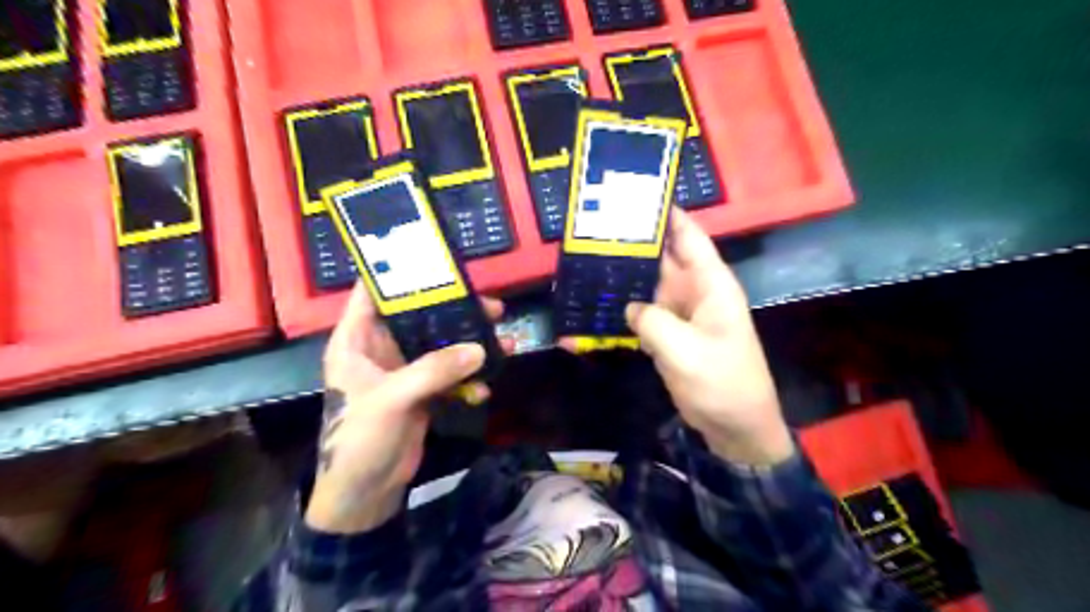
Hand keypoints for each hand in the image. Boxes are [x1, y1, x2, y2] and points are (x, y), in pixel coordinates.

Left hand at [304, 285, 512, 531]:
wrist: (366, 492)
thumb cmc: (361, 439)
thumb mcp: (393, 399)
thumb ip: (435, 370)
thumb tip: (480, 349)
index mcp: (357, 341)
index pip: (372, 293)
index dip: (398, 273)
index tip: (435, 259)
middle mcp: (380, 349)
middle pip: (419, 317)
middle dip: (454, 310)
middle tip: (491, 305)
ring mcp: (404, 370)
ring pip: (440, 344)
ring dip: (470, 344)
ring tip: (504, 340)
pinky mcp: (422, 391)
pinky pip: (450, 373)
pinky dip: (469, 377)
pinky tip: (485, 387)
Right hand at [568, 211, 787, 468]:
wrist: (735, 427)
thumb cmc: (722, 383)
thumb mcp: (686, 351)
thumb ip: (653, 321)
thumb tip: (630, 307)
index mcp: (710, 284)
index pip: (689, 237)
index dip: (667, 214)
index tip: (636, 196)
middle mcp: (694, 292)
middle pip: (661, 259)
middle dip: (633, 245)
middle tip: (594, 231)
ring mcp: (679, 315)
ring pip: (647, 287)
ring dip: (622, 279)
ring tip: (585, 265)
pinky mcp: (668, 336)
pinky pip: (641, 317)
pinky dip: (621, 314)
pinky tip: (593, 312)